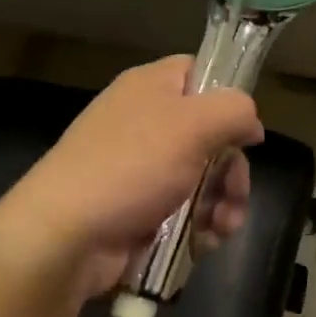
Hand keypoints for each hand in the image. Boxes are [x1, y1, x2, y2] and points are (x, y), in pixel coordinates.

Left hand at [0, 57, 264, 300]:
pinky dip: (200, 227)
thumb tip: (251, 125)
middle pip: (211, 135)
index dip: (229, 98)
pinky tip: (203, 243)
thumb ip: (235, 111)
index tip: (247, 131)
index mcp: (151, 87)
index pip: (201, 73)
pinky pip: (183, 211)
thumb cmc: (132, 166)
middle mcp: (145, 122)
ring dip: (222, 204)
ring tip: (221, 228)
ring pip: (203, 179)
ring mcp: (140, 169)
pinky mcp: (138, 210)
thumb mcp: (194, 124)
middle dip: (232, 169)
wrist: (64, 236)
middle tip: (234, 193)